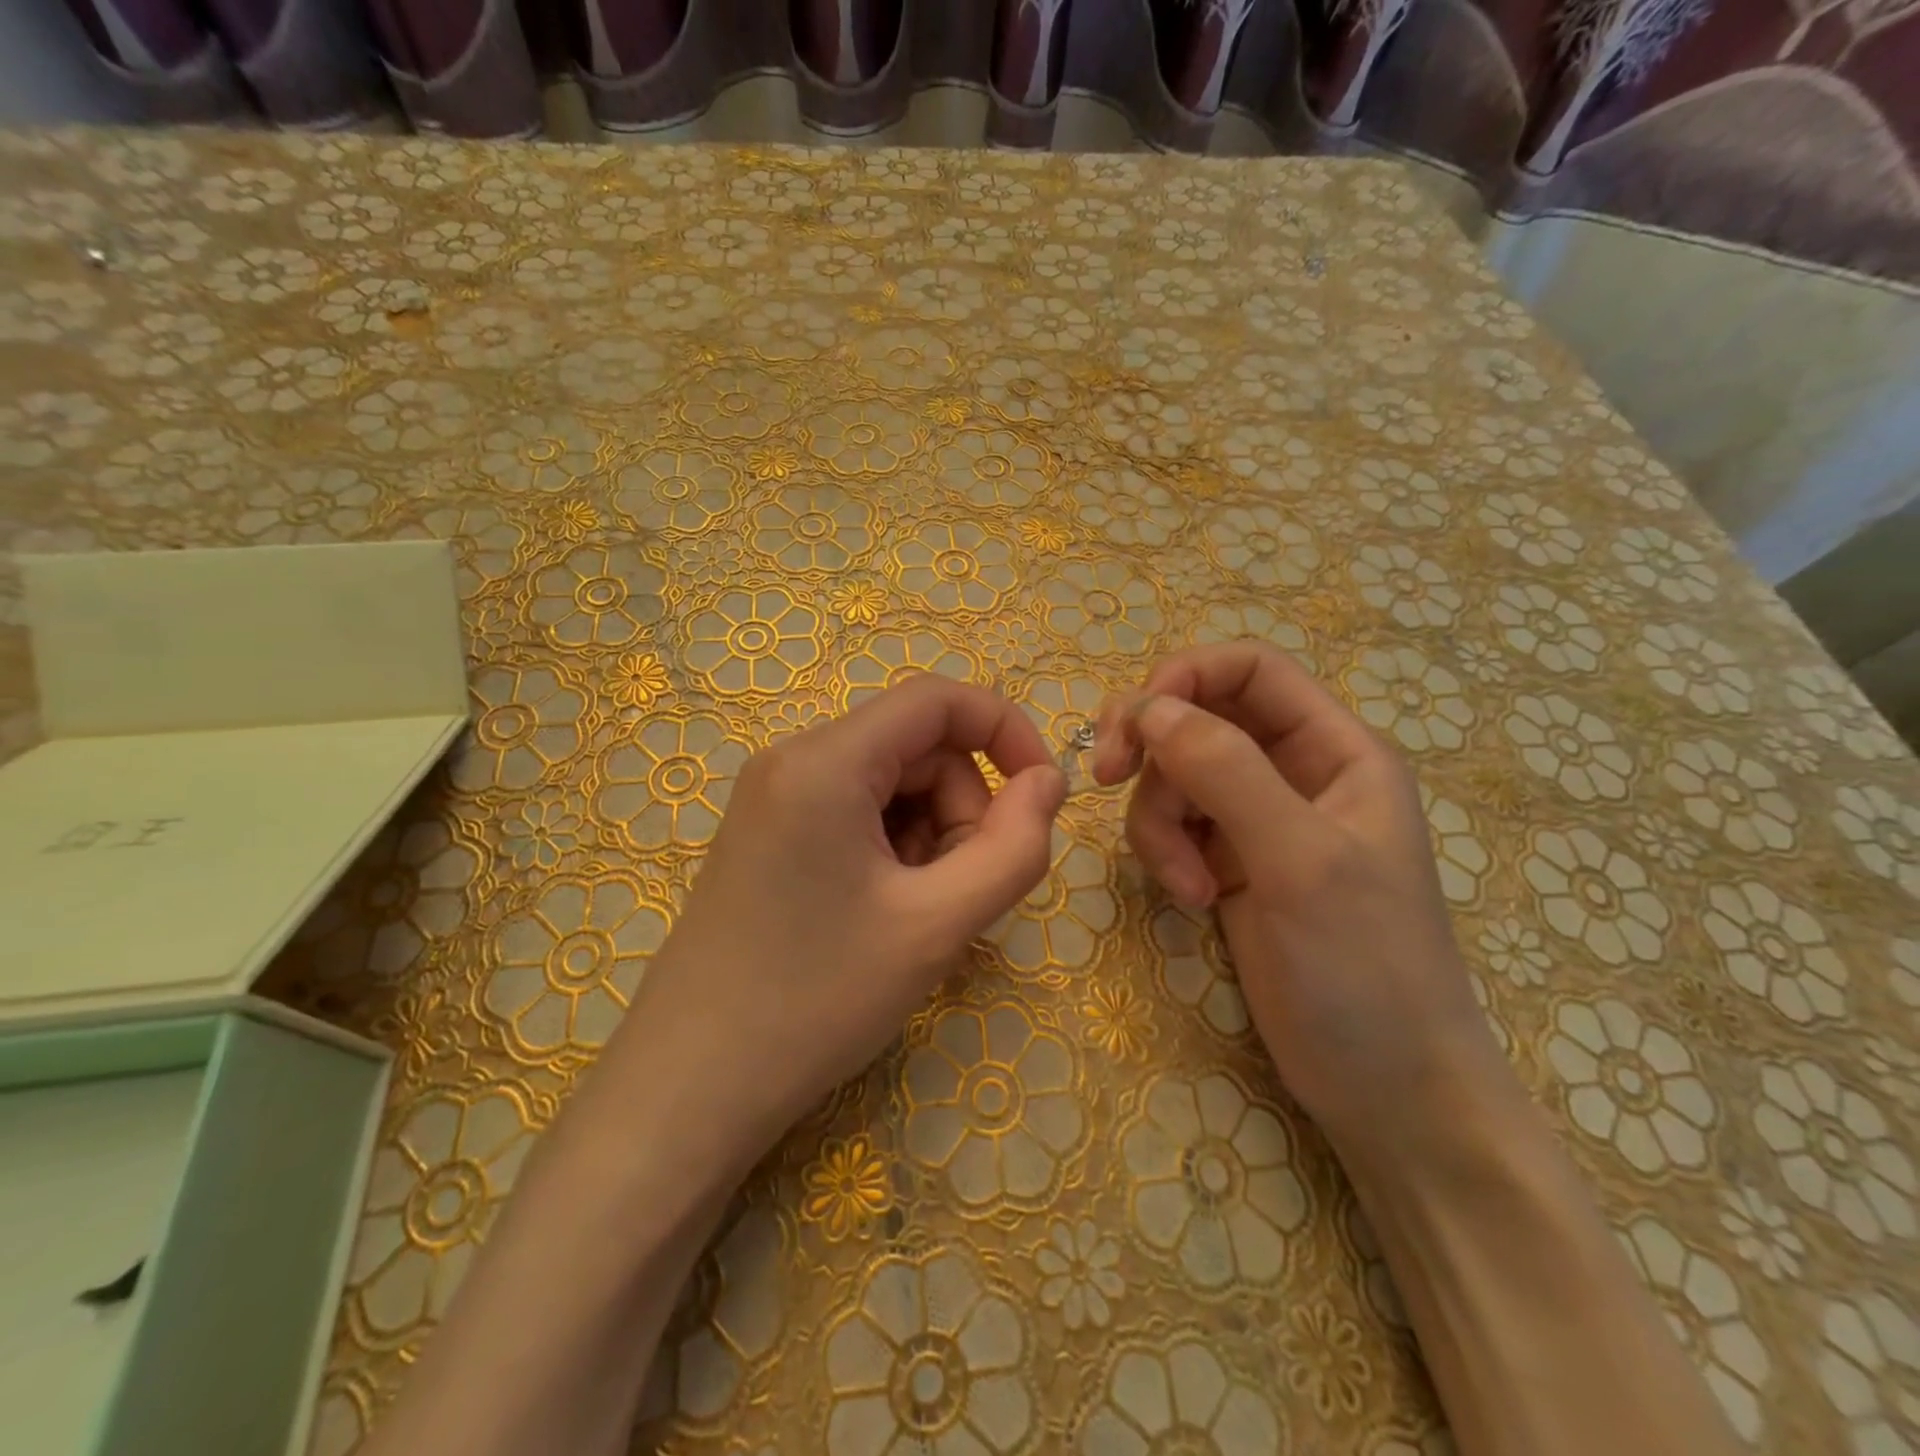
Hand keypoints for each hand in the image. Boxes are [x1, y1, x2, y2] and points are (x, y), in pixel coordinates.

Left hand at [616, 674, 1065, 1155]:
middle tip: (960, 894)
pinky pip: (857, 814)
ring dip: (930, 838)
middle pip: (917, 749)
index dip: (1005, 731)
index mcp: (826, 761)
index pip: (938, 699)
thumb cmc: (816, 1000)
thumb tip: (1049, 782)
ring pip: (892, 786)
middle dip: (962, 810)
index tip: (1044, 795)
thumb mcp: (937, 925)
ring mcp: (774, 798)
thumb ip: (1013, 847)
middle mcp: (793, 760)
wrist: (690, 1089)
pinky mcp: (769, 835)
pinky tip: (882, 916)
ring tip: (916, 916)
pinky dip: (894, 852)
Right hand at [1093, 640, 1509, 1156]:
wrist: (1387, 1088)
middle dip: (1151, 749)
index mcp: (1334, 750)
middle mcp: (1292, 772)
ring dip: (1158, 822)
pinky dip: (1165, 855)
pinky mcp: (1228, 864)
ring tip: (1185, 886)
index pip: (1250, 670)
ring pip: (1173, 778)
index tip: (1134, 724)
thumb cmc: (1367, 968)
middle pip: (1196, 718)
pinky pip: (1172, 827)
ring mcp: (1257, 820)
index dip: (1185, 677)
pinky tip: (1191, 901)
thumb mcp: (1300, 859)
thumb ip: (1227, 772)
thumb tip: (1148, 707)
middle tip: (1106, 778)